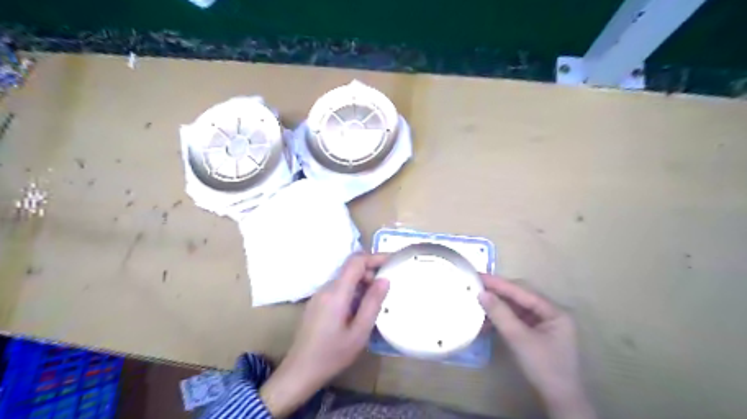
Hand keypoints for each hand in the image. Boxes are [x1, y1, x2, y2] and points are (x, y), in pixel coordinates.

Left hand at [261, 253, 391, 414]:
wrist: (300, 371)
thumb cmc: (332, 354)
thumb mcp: (359, 332)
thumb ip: (372, 303)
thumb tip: (384, 279)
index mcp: (336, 293)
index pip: (356, 261)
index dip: (375, 257)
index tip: (392, 261)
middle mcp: (326, 288)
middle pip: (350, 269)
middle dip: (370, 273)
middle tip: (386, 290)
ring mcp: (319, 295)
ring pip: (345, 279)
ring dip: (362, 283)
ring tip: (375, 301)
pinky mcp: (317, 303)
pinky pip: (338, 288)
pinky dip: (353, 291)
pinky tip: (359, 309)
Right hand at [478, 274, 596, 418]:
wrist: (559, 401)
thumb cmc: (544, 368)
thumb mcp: (519, 339)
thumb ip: (501, 314)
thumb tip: (482, 293)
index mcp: (554, 311)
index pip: (523, 291)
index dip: (500, 284)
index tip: (479, 276)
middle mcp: (550, 313)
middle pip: (520, 297)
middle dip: (498, 293)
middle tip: (476, 287)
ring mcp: (543, 324)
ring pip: (516, 308)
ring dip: (497, 308)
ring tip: (478, 304)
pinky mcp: (535, 333)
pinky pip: (516, 320)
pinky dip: (502, 320)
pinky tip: (487, 322)